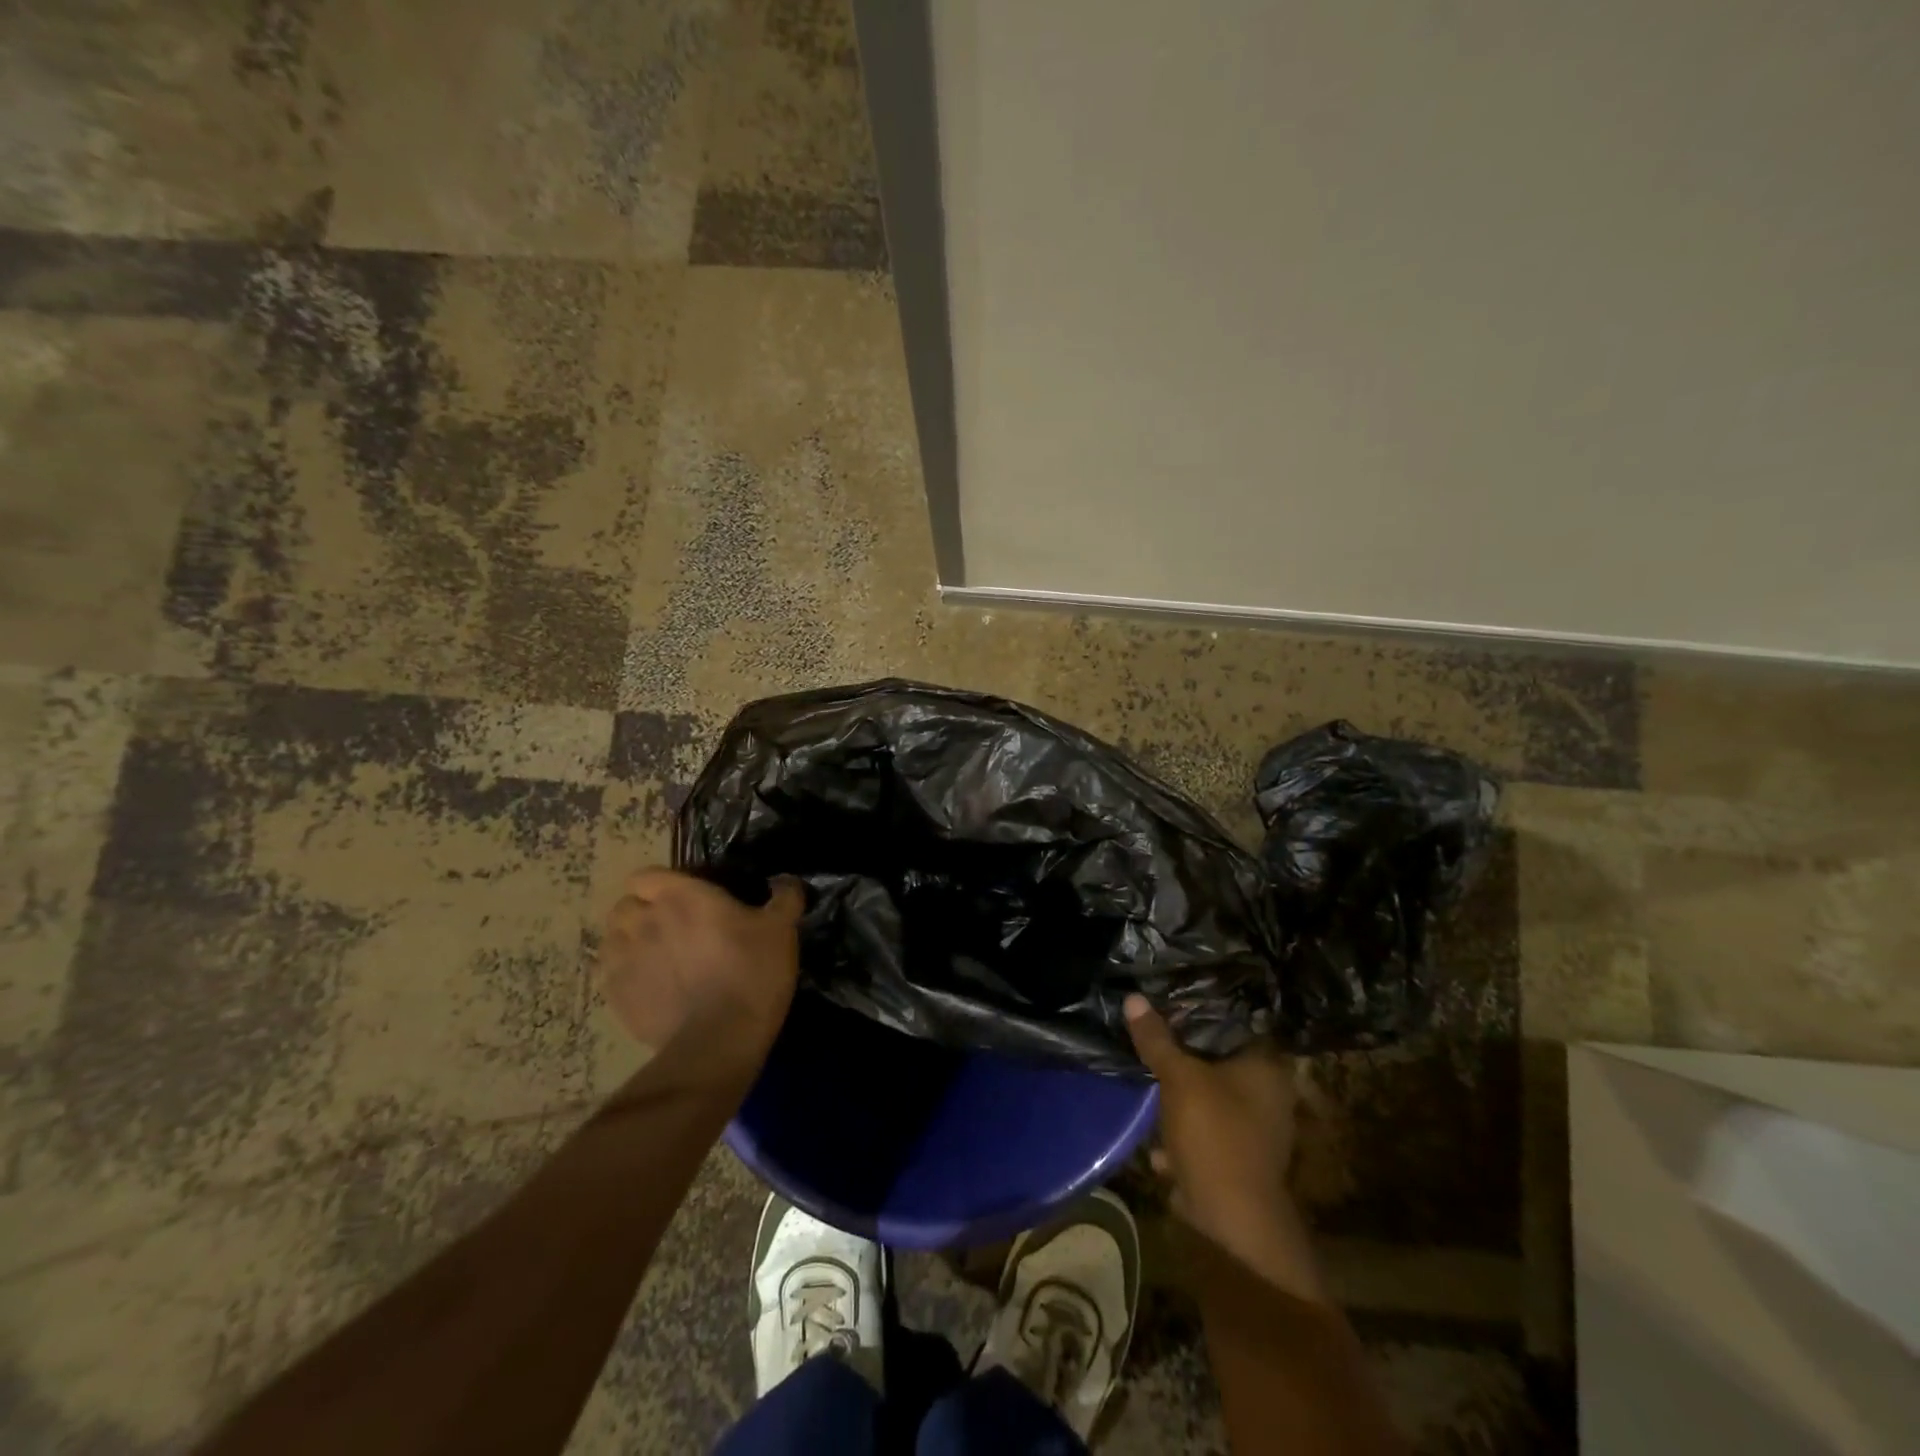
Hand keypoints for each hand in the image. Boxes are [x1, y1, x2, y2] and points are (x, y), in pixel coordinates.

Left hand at [597, 869, 804, 1071]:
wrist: (719, 1040)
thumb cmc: (751, 972)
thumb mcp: (781, 929)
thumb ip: (784, 898)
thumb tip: (785, 881)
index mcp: (679, 896)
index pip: (646, 875)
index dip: (661, 884)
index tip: (684, 898)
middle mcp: (643, 920)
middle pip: (625, 906)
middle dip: (643, 912)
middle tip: (672, 928)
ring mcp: (623, 959)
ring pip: (612, 939)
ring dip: (629, 942)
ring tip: (655, 957)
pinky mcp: (614, 996)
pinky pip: (608, 974)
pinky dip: (624, 974)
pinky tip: (649, 986)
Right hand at [1126, 994, 1327, 1301]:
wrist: (1233, 1223)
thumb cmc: (1215, 1136)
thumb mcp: (1179, 1080)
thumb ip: (1157, 1040)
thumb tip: (1134, 997)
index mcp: (1266, 1069)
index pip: (1236, 1025)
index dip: (1202, 1012)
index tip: (1169, 1002)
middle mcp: (1270, 1097)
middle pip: (1220, 1062)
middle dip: (1185, 1058)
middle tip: (1152, 1039)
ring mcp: (1256, 1133)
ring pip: (1210, 1099)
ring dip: (1182, 1100)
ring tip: (1148, 1086)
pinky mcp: (1238, 1163)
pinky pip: (1205, 1135)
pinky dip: (1183, 1136)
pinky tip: (1158, 1144)